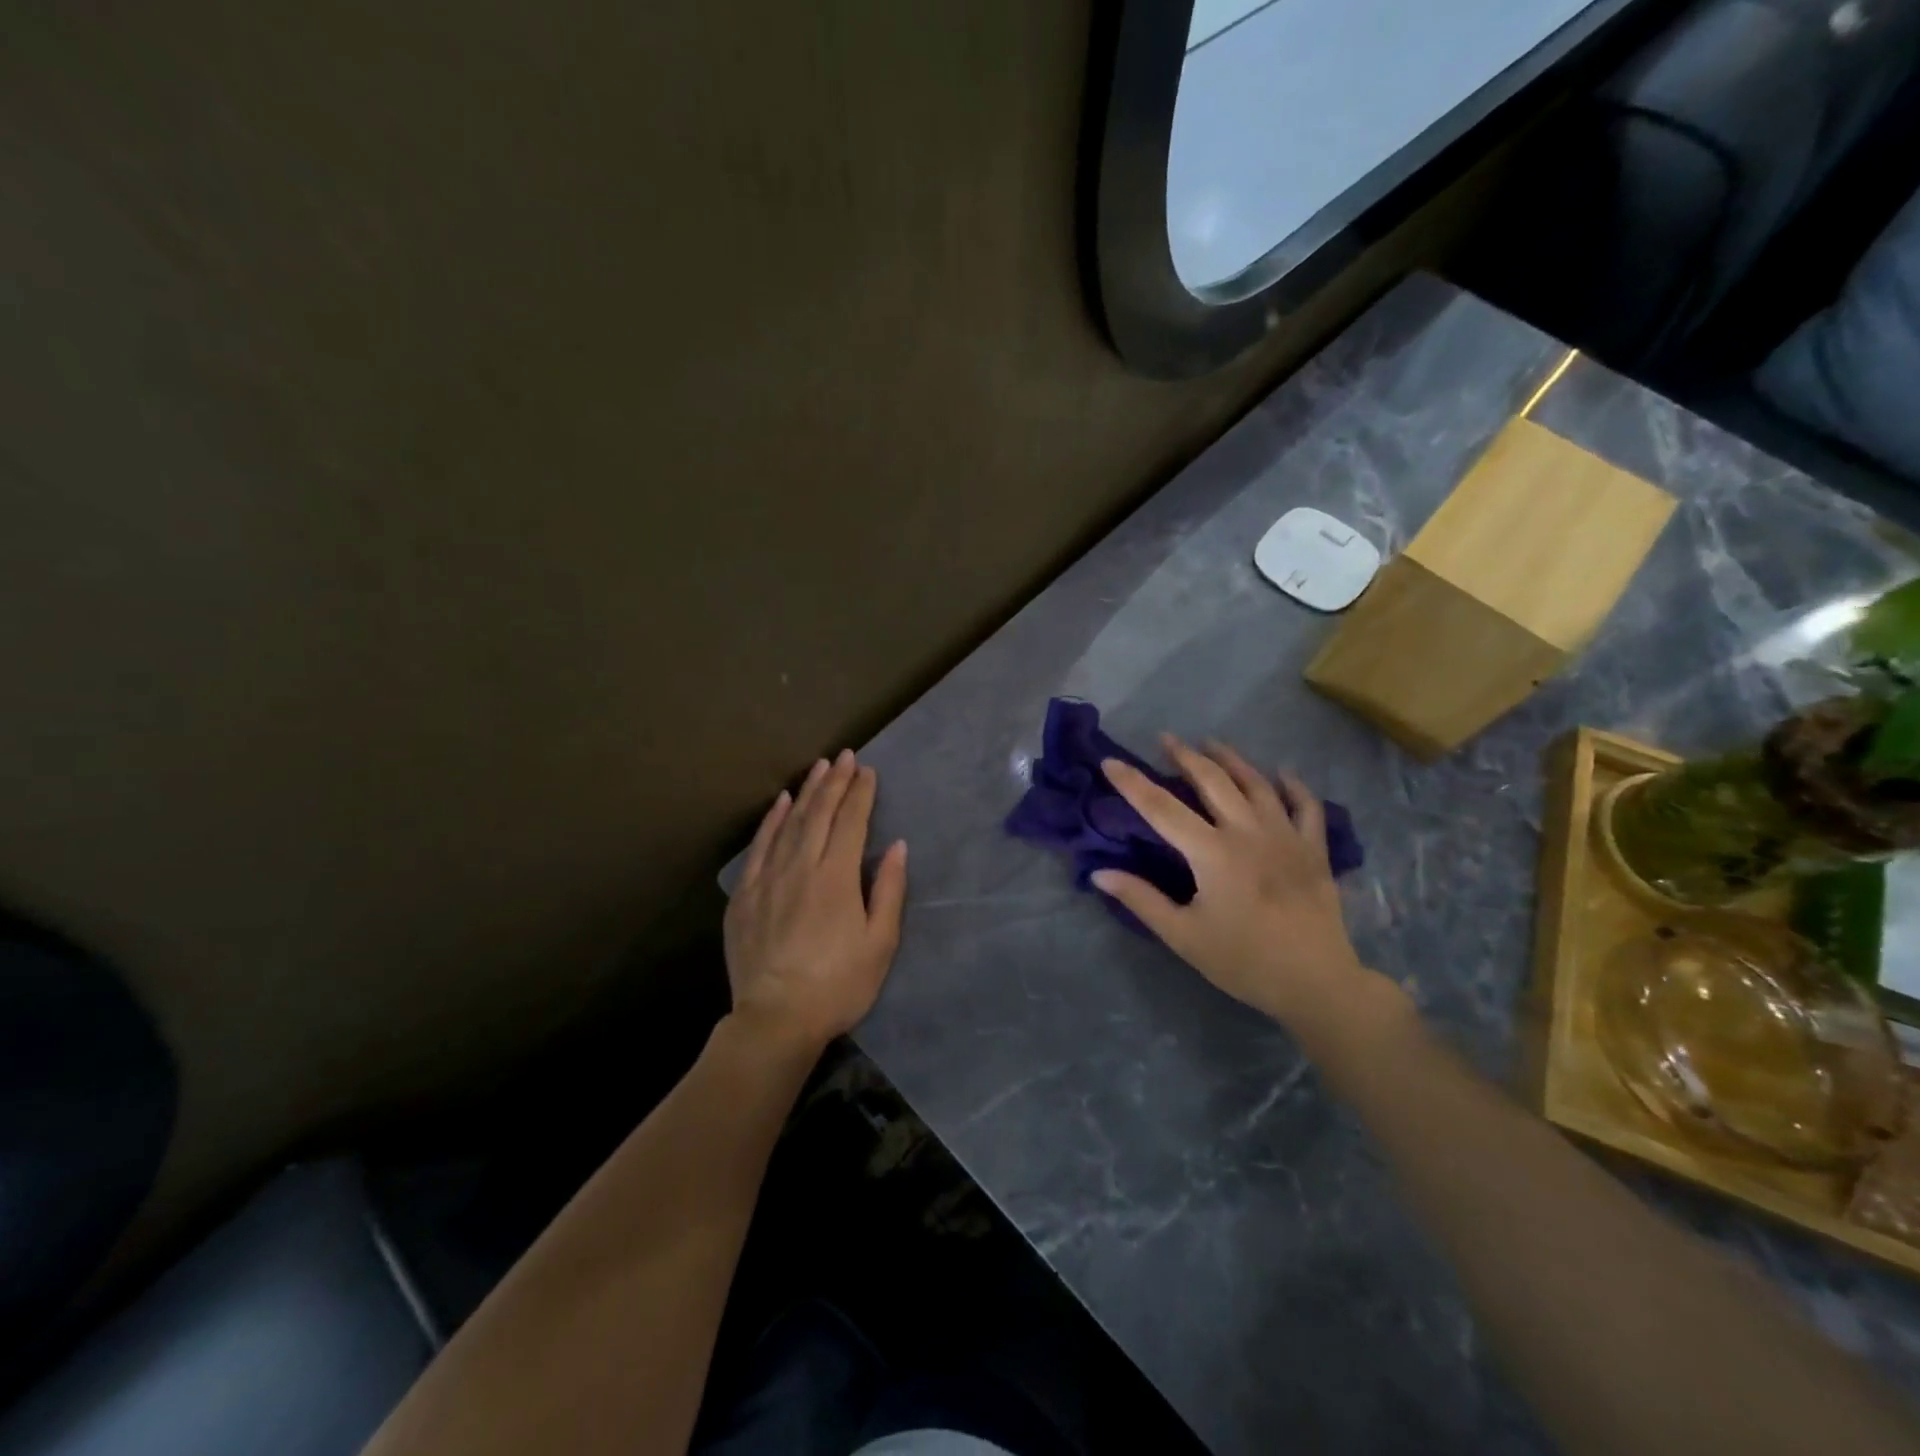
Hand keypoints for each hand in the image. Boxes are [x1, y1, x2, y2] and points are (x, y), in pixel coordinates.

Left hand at [725, 749, 907, 1051]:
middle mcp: (800, 868)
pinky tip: (781, 804)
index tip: (867, 770)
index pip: (851, 824)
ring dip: (807, 793)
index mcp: (836, 879)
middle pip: (819, 815)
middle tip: (845, 757)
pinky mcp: (744, 895)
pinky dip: (771, 822)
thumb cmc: (838, 985)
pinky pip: (758, 848)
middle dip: (835, 783)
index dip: (860, 794)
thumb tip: (896, 847)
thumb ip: (888, 890)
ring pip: (789, 824)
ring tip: (819, 768)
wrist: (776, 1019)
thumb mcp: (879, 943)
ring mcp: (768, 879)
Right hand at [1093, 737, 1398, 1036]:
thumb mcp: (1183, 935)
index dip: (1133, 783)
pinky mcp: (1313, 850)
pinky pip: (1306, 806)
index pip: (1162, 808)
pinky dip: (1293, 786)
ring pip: (1257, 784)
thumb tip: (1099, 873)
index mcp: (1212, 853)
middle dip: (1185, 756)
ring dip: (1232, 760)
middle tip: (1166, 738)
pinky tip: (1282, 774)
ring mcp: (1285, 837)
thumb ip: (1141, 899)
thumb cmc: (1243, 961)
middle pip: (1212, 782)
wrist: (1316, 983)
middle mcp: (1248, 833)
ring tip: (1212, 743)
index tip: (1111, 761)